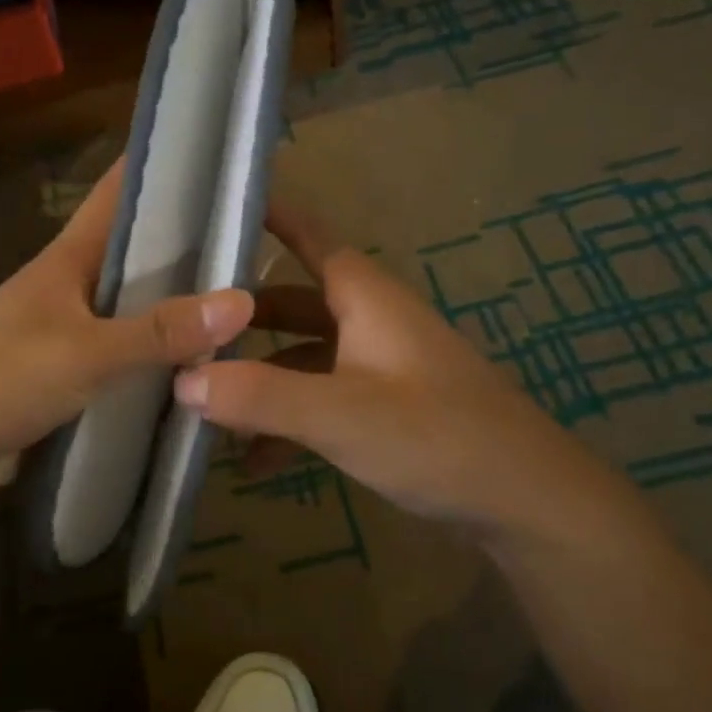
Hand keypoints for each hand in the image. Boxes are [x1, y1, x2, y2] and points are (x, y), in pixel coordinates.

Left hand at [0, 161, 254, 475]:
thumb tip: (244, 301)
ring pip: (140, 305)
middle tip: (265, 239)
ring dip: (183, 305)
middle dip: (195, 243)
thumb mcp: (83, 353)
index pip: (122, 191)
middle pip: (142, 251)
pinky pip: (130, 353)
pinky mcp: (75, 372)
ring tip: (255, 297)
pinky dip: (163, 354)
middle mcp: (77, 283)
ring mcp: (75, 329)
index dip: (167, 164)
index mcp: (71, 256)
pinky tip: (207, 361)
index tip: (225, 153)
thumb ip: (158, 332)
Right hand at [173, 199, 619, 535]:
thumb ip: (259, 395)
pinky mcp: (389, 410)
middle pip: (296, 302)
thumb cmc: (437, 438)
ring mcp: (382, 368)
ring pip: (306, 357)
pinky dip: (289, 420)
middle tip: (186, 325)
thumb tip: (182, 378)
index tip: (220, 207)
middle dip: (243, 316)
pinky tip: (257, 462)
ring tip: (207, 407)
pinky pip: (324, 401)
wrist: (530, 505)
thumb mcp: (340, 414)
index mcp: (366, 299)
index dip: (271, 217)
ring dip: (261, 379)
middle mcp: (372, 322)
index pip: (312, 237)